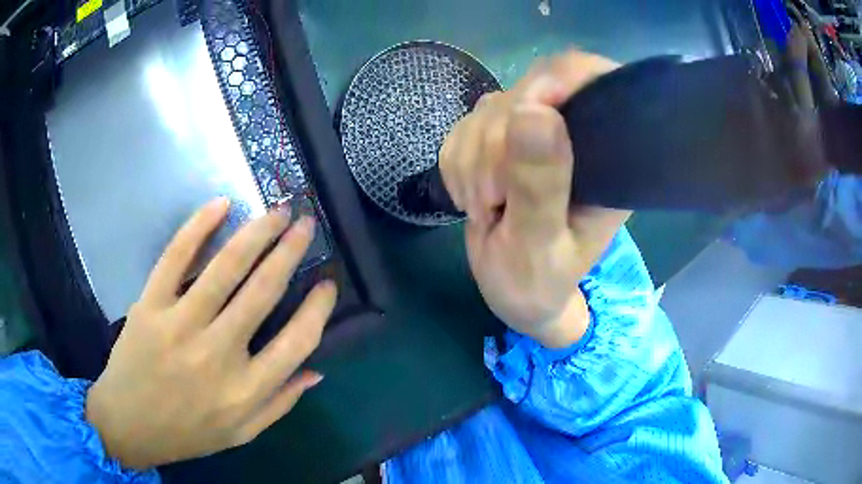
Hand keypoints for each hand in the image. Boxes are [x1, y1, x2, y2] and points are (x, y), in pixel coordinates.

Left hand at [86, 198, 336, 469]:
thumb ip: (280, 404)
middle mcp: (217, 354)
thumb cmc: (188, 432)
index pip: (297, 342)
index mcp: (245, 390)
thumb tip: (316, 371)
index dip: (319, 308)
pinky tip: (221, 205)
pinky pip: (175, 257)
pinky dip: (198, 226)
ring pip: (225, 267)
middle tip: (306, 224)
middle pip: (263, 291)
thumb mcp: (242, 433)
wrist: (129, 424)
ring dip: (257, 232)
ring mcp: (180, 325)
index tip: (328, 283)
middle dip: (290, 251)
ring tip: (278, 210)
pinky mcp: (150, 305)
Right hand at [439, 50, 630, 347]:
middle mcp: (573, 135)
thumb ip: (540, 186)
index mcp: (606, 157)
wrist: (513, 292)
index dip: (556, 81)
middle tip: (492, 201)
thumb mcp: (540, 246)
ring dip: (472, 161)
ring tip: (486, 208)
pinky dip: (456, 163)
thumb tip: (534, 112)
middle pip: (527, 92)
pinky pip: (463, 126)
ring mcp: (535, 134)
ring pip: (489, 110)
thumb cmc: (537, 283)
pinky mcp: (501, 140)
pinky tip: (472, 196)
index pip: (592, 82)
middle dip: (495, 146)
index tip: (521, 116)